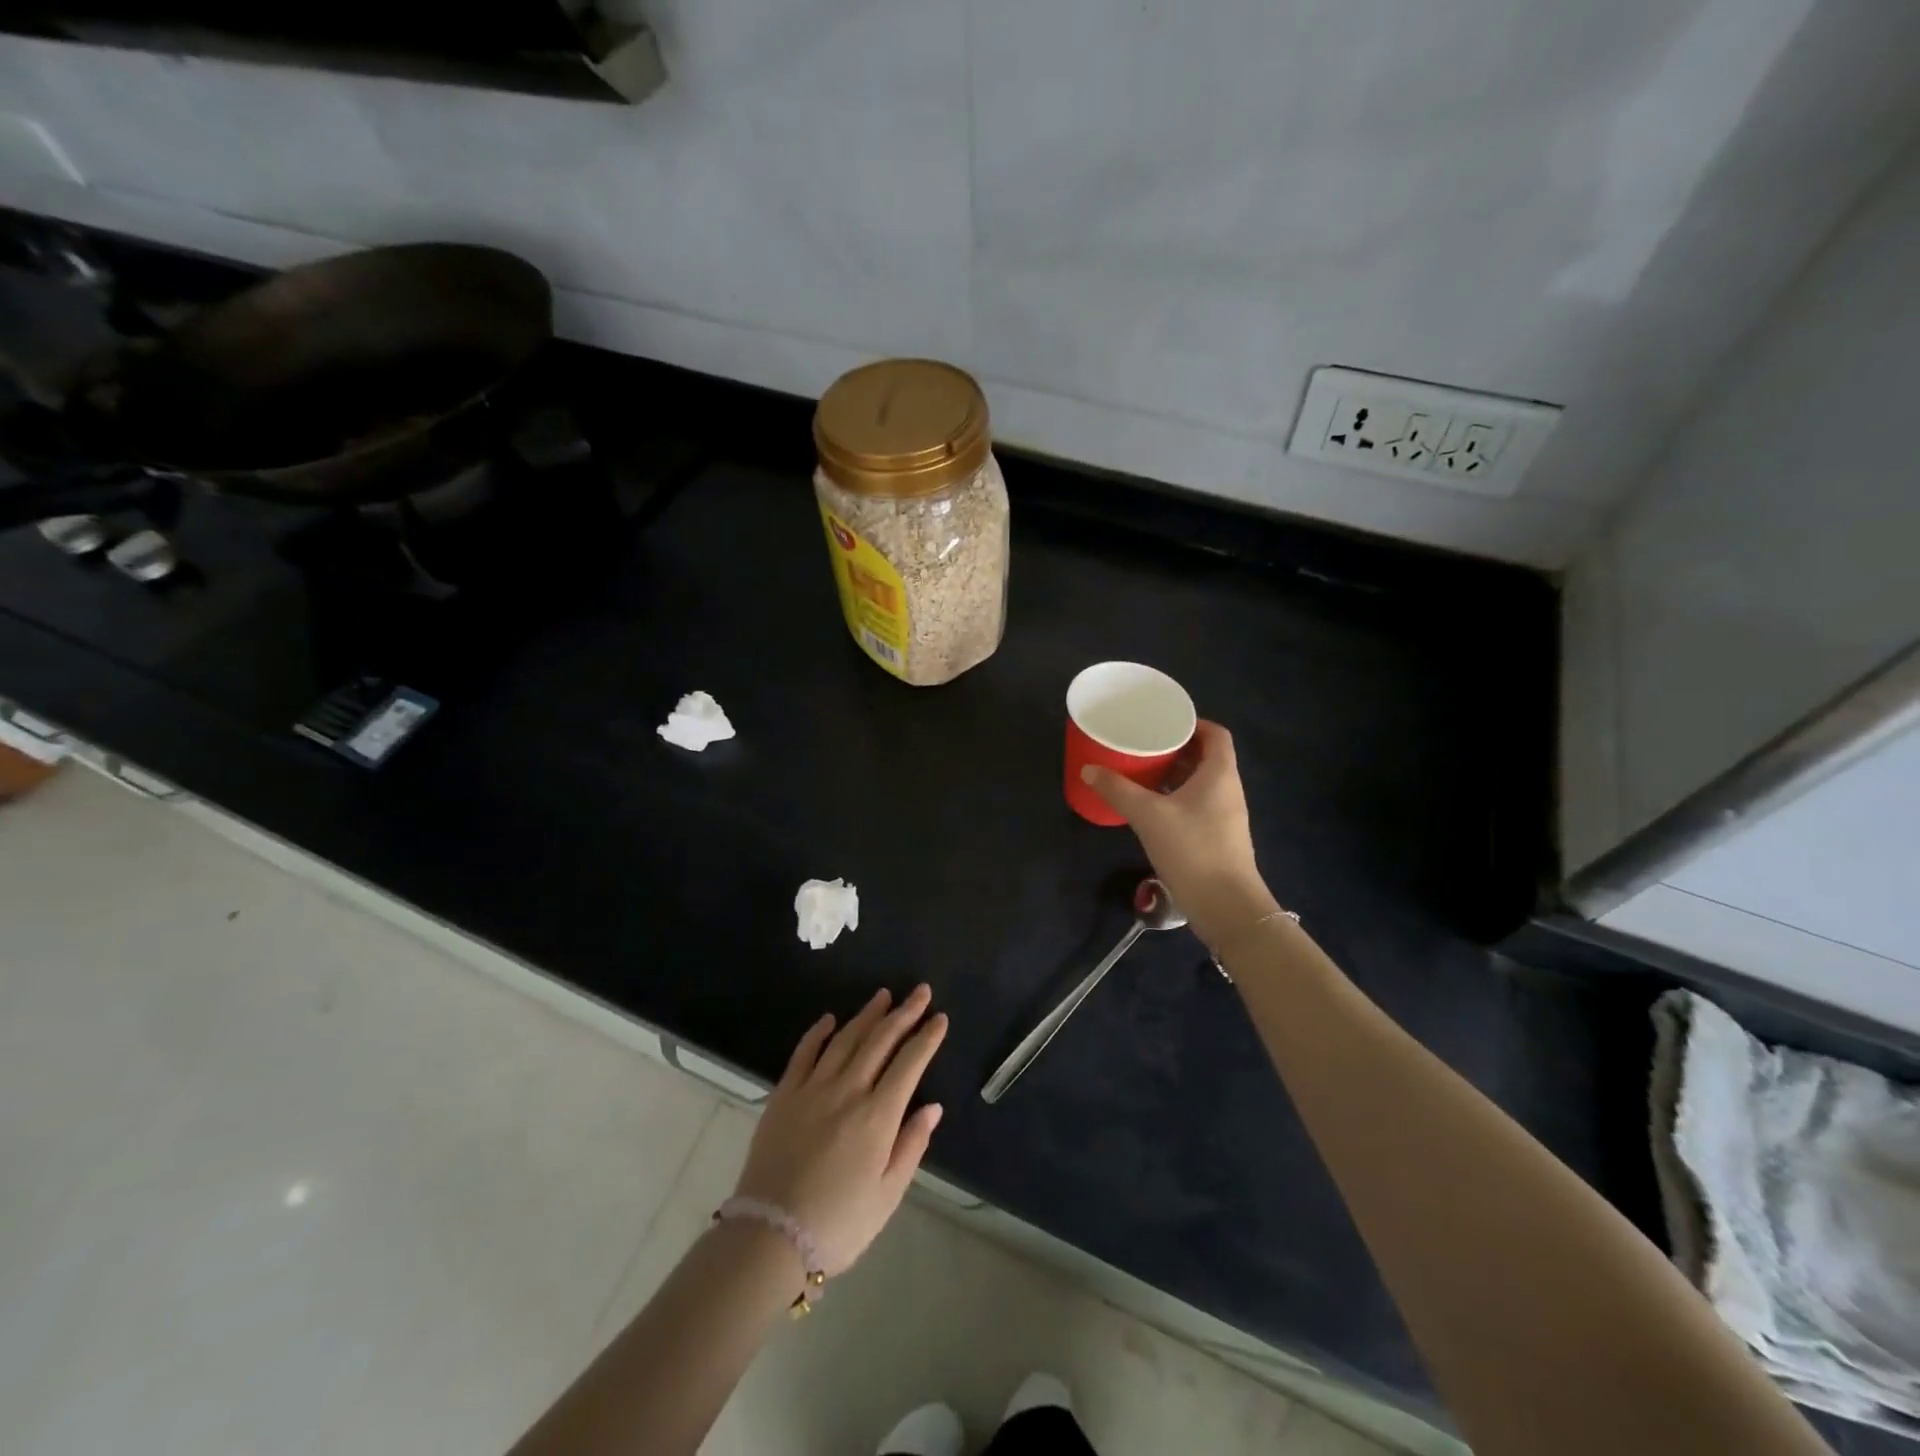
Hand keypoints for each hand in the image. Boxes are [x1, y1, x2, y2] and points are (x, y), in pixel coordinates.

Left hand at [732, 985, 947, 1276]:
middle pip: (880, 1041)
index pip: (909, 1063)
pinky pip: (804, 1053)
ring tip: (883, 996)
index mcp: (877, 1116)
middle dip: (904, 1013)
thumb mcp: (887, 1195)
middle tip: (920, 991)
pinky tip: (830, 1019)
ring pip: (845, 1039)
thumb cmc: (838, 1224)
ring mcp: (812, 1089)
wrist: (770, 1238)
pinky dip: (818, 1032)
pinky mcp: (784, 1095)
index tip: (940, 1018)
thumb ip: (911, 1145)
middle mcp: (847, 1090)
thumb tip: (932, 1107)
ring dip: (867, 1014)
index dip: (927, 1038)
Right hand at [1081, 720, 1278, 944]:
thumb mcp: (1148, 815)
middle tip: (1144, 744)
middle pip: (1206, 757)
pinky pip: (1197, 804)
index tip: (1164, 722)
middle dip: (1176, 748)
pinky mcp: (1217, 837)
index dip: (1193, 723)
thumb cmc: (1192, 849)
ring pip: (1200, 783)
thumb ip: (1117, 790)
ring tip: (1142, 771)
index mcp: (1220, 774)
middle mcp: (1227, 789)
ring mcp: (1225, 815)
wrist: (1226, 906)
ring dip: (1175, 774)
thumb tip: (1089, 769)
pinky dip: (1176, 797)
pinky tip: (1151, 807)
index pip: (1216, 734)